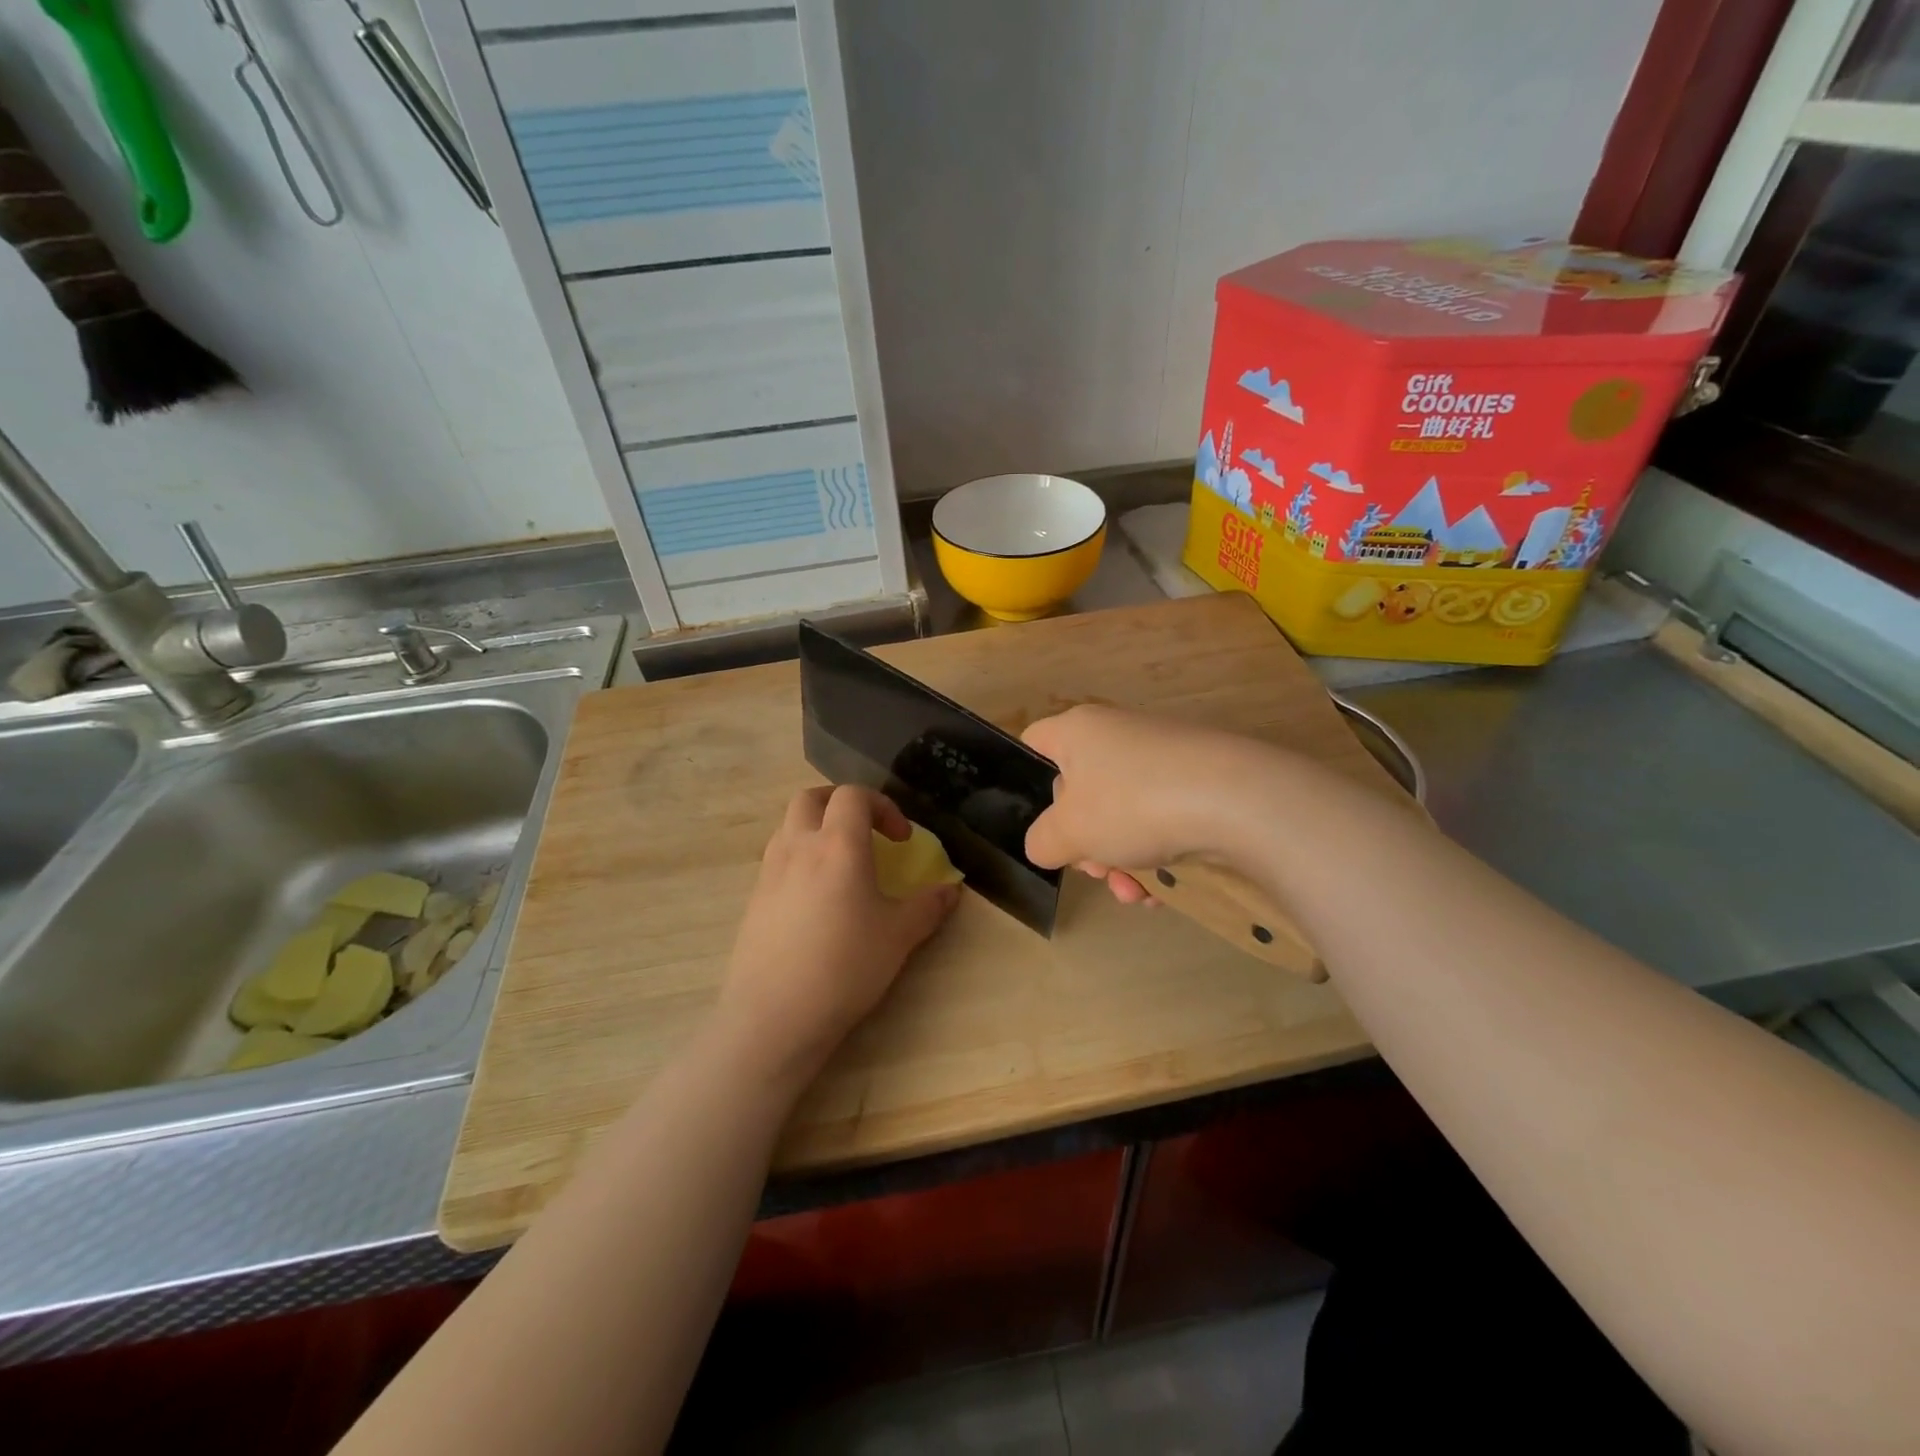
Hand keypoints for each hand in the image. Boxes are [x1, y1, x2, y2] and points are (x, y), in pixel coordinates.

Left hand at [716, 785, 959, 1084]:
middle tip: (864, 829)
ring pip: (788, 826)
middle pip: (810, 798)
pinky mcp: (753, 900)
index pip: (854, 796)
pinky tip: (815, 899)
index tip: (901, 839)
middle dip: (840, 803)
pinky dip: (799, 859)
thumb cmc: (845, 967)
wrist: (774, 1016)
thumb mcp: (899, 936)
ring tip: (839, 863)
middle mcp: (798, 847)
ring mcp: (769, 872)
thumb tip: (951, 890)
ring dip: (816, 828)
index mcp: (837, 845)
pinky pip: (777, 860)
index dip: (882, 806)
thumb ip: (928, 906)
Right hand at [1022, 705, 1271, 902]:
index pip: (1034, 745)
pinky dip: (1156, 855)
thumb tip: (1045, 844)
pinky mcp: (1197, 780)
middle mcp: (1117, 734)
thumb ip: (1041, 841)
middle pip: (1080, 792)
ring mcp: (1161, 756)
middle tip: (1097, 871)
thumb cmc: (1133, 804)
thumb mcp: (1069, 831)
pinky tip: (1164, 891)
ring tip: (1136, 893)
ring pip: (1122, 814)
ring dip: (1120, 860)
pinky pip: (1160, 819)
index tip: (1042, 824)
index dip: (1026, 783)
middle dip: (1085, 842)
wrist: (1239, 799)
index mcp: (1078, 731)